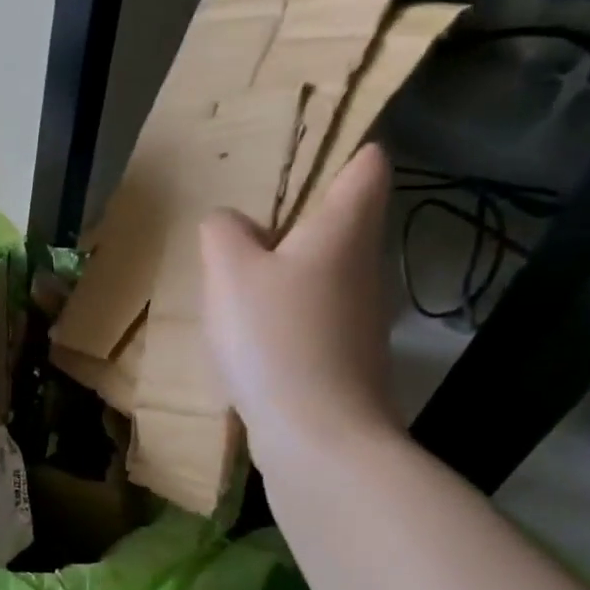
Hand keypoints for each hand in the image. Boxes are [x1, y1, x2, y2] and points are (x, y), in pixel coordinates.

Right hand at [199, 143, 400, 470]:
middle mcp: (364, 267)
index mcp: (343, 230)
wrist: (318, 437)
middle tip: (244, 222)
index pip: (366, 167)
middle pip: (342, 222)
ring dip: (287, 270)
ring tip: (235, 278)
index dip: (346, 152)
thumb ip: (223, 231)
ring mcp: (361, 317)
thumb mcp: (229, 270)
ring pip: (323, 272)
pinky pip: (313, 316)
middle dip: (299, 217)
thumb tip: (232, 226)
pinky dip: (286, 314)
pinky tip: (248, 334)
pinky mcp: (347, 358)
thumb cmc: (275, 337)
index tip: (307, 154)